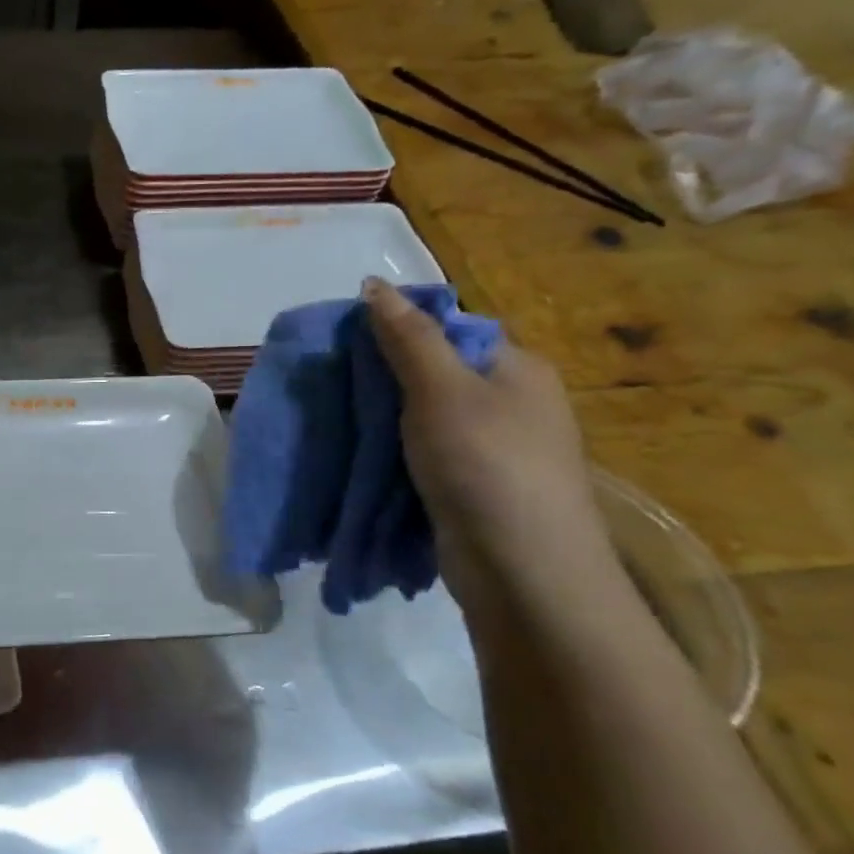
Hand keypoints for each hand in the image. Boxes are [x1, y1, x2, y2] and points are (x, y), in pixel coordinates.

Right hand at [362, 277, 614, 607]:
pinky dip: (393, 456)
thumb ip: (407, 338)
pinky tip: (360, 459)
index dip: (398, 330)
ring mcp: (494, 449)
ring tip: (335, 421)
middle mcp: (510, 403)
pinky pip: (424, 456)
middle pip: (434, 374)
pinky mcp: (473, 488)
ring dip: (383, 421)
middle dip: (383, 379)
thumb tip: (375, 282)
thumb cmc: (485, 465)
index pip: (450, 330)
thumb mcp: (441, 390)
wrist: (521, 570)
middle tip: (332, 385)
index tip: (345, 344)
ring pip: (424, 419)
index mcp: (515, 367)